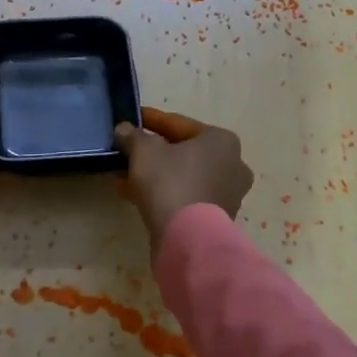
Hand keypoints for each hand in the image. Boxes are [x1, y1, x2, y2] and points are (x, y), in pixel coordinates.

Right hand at [114, 105, 252, 248]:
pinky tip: (135, 195)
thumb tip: (124, 129)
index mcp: (222, 140)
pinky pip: (186, 196)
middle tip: (129, 151)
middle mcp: (233, 164)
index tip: (134, 119)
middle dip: (154, 152)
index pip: (180, 124)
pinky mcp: (218, 218)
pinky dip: (165, 193)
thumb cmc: (170, 182)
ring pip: (184, 176)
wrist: (188, 238)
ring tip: (125, 176)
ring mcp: (228, 194)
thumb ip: (133, 136)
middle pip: (184, 152)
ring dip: (157, 175)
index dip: (152, 120)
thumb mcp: (144, 151)